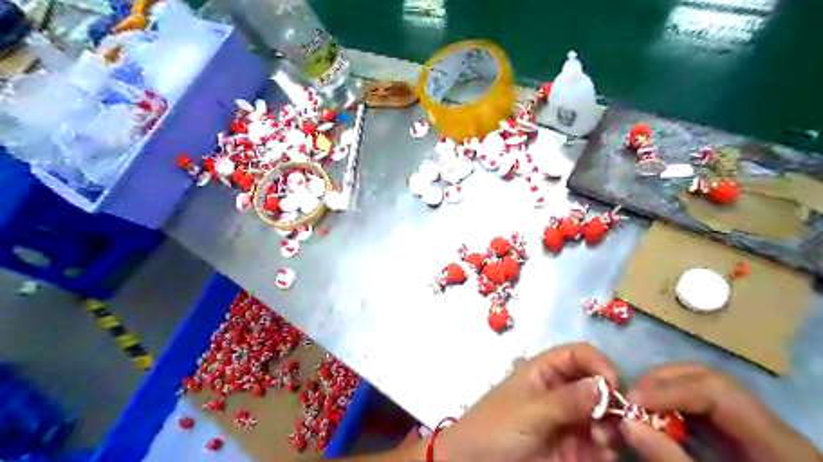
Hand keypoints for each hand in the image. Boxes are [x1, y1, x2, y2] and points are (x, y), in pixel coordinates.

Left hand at [432, 344, 616, 460]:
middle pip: (596, 384)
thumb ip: (566, 400)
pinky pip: (599, 443)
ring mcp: (567, 420)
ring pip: (602, 414)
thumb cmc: (496, 428)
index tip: (614, 384)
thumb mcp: (529, 411)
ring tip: (603, 439)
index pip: (577, 355)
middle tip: (619, 417)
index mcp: (543, 371)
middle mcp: (559, 391)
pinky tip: (603, 452)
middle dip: (610, 398)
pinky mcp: (573, 448)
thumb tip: (603, 385)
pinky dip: (608, 447)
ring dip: (611, 424)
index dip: (598, 363)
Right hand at [624, 365, 822, 461]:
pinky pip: (699, 402)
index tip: (631, 400)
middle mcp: (767, 422)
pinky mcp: (737, 430)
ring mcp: (752, 423)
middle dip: (660, 382)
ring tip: (637, 405)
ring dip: (661, 389)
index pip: (716, 390)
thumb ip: (670, 459)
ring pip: (699, 384)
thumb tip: (627, 423)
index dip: (669, 389)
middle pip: (706, 378)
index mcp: (777, 442)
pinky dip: (670, 402)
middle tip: (629, 399)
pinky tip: (654, 415)